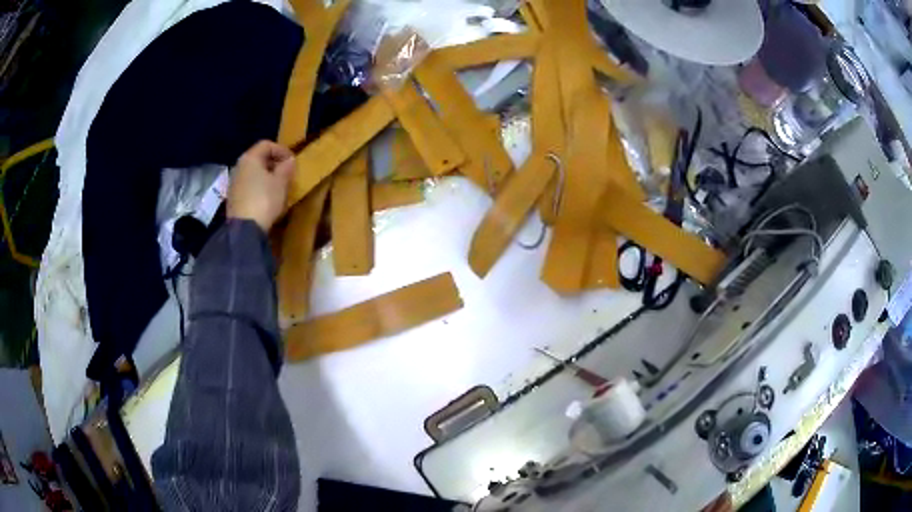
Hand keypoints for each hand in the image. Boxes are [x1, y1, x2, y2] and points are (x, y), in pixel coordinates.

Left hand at [227, 140, 294, 232]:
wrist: (245, 229)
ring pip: (252, 173)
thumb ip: (286, 168)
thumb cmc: (264, 200)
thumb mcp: (281, 182)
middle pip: (258, 158)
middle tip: (286, 173)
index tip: (292, 161)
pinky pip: (248, 186)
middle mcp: (239, 166)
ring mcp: (233, 183)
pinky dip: (258, 187)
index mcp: (250, 158)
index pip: (266, 144)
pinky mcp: (233, 198)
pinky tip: (266, 198)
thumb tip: (289, 160)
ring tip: (278, 186)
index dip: (281, 150)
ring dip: (266, 176)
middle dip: (273, 163)